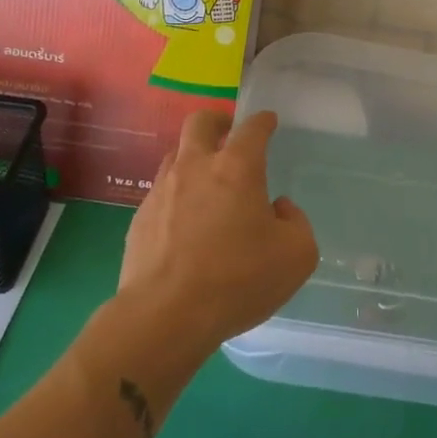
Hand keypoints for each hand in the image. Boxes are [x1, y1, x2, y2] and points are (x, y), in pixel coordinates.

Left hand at [117, 110, 318, 354]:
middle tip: (229, 133)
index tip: (268, 122)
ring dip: (193, 157)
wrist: (165, 316)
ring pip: (175, 154)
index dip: (263, 121)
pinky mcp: (139, 219)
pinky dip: (176, 195)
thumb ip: (296, 222)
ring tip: (207, 180)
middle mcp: (196, 167)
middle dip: (218, 120)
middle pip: (200, 122)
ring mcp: (162, 191)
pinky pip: (161, 193)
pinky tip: (186, 222)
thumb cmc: (238, 279)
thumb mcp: (297, 255)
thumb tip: (278, 209)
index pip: (252, 128)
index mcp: (237, 167)